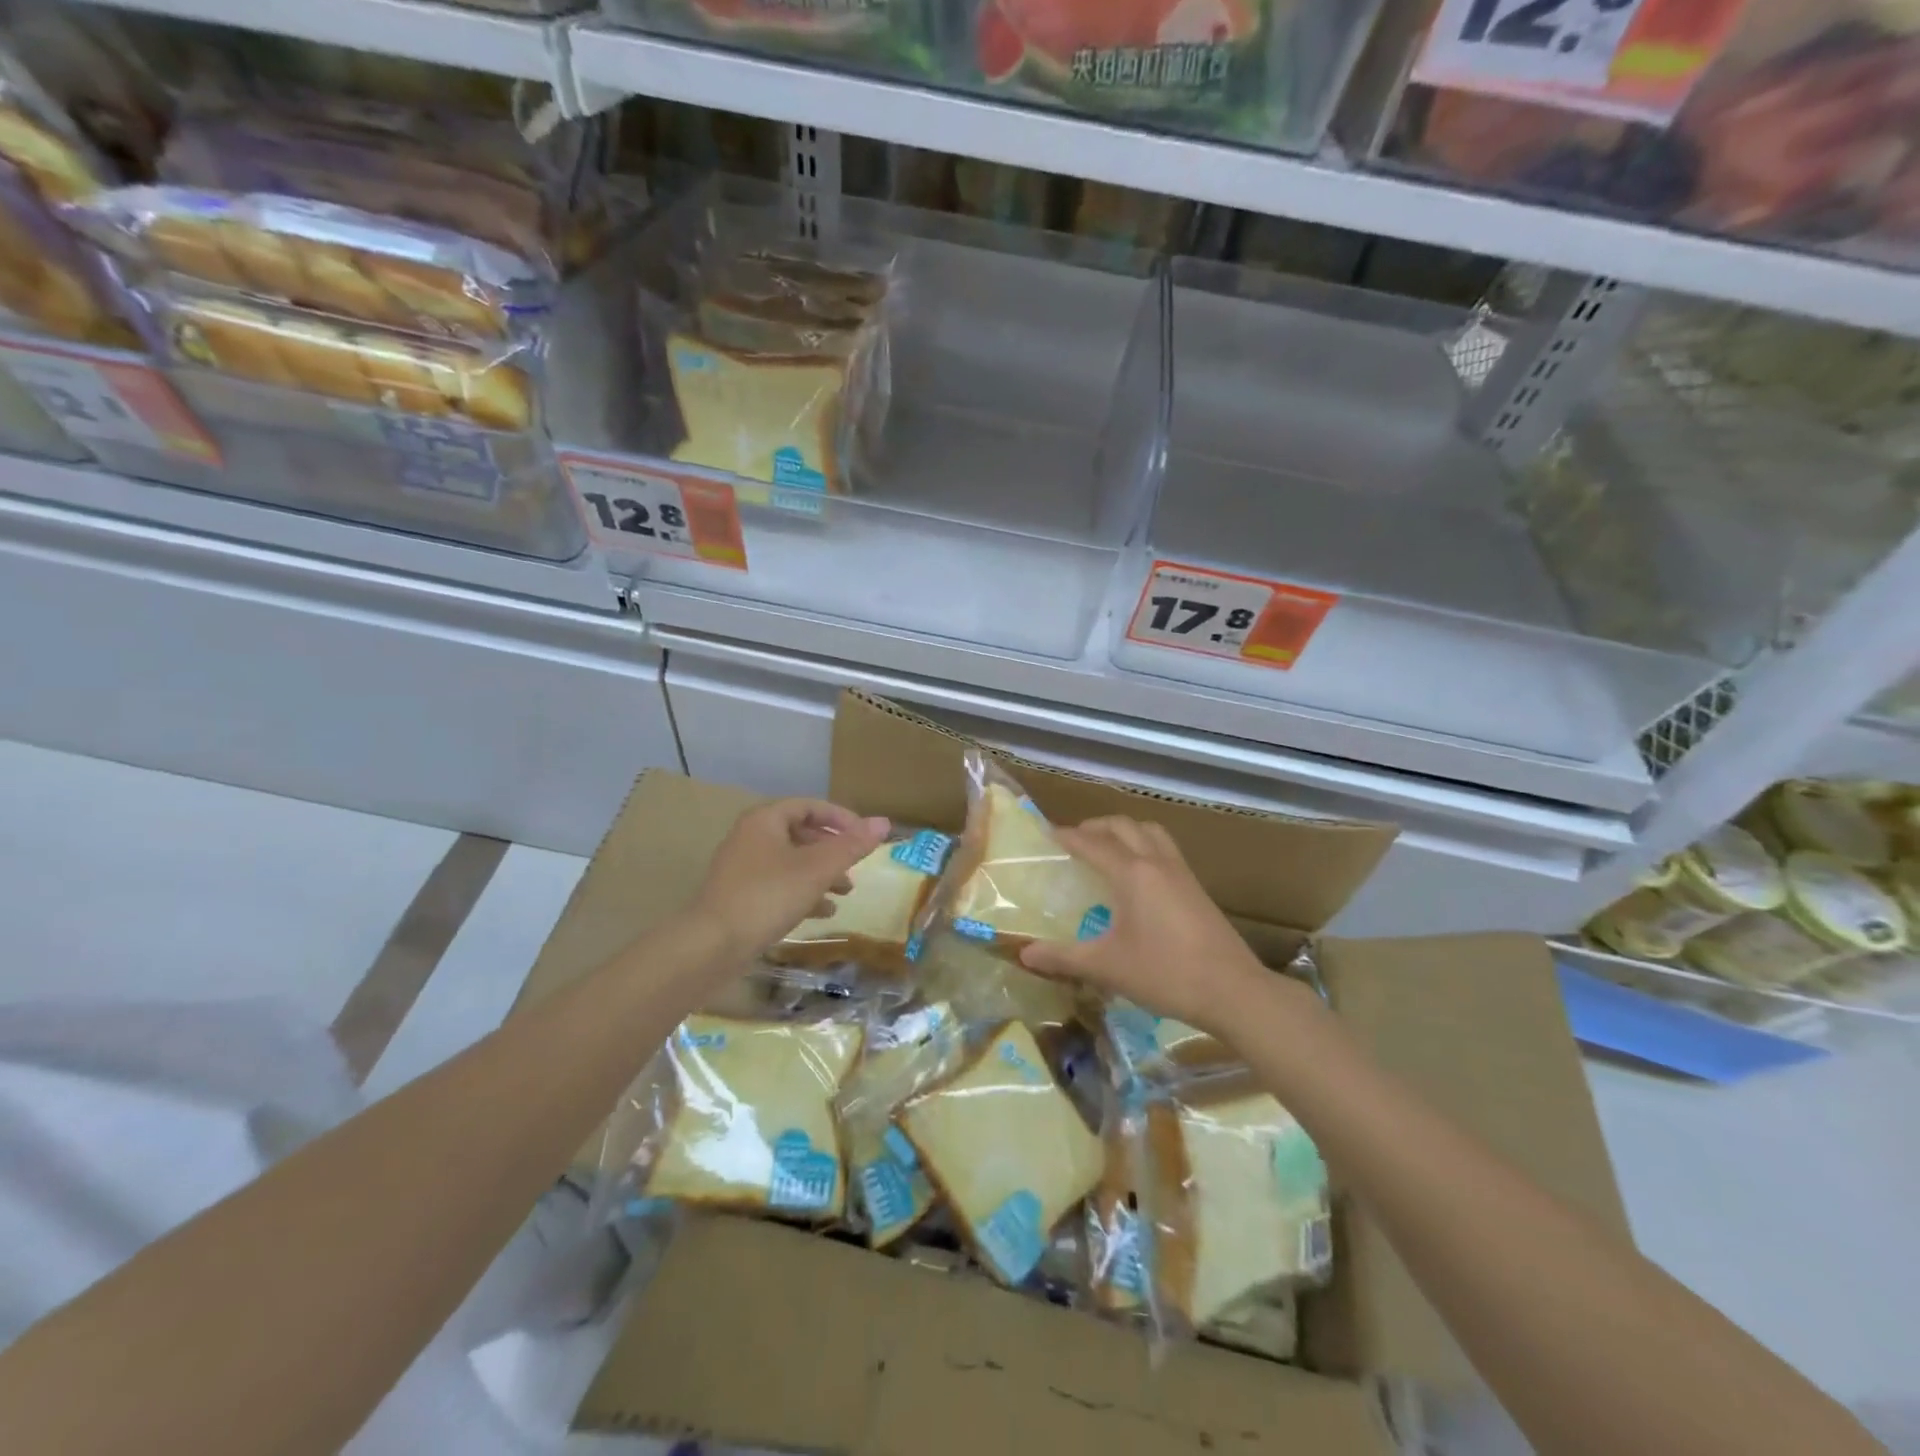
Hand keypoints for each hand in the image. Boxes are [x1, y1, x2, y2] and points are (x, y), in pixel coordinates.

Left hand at [691, 799, 889, 959]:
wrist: (711, 945)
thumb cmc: (768, 896)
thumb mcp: (817, 869)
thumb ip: (851, 846)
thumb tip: (884, 822)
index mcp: (765, 820)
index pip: (810, 806)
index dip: (841, 818)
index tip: (864, 837)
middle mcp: (751, 837)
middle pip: (801, 833)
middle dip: (833, 850)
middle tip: (856, 866)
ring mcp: (743, 868)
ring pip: (792, 862)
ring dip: (821, 874)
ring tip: (847, 892)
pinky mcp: (740, 896)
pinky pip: (779, 886)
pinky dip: (803, 893)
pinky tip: (824, 913)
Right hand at [1019, 816, 1288, 1037]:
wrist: (1233, 991)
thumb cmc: (1165, 973)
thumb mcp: (1107, 966)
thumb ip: (1063, 957)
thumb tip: (1024, 954)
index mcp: (1132, 873)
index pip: (1092, 843)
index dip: (1067, 836)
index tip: (1046, 835)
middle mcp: (1156, 862)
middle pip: (1123, 826)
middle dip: (1095, 827)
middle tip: (1074, 841)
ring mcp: (1181, 872)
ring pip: (1150, 831)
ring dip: (1125, 830)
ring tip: (1107, 848)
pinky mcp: (1196, 888)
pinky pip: (1165, 848)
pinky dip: (1144, 845)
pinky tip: (1139, 875)